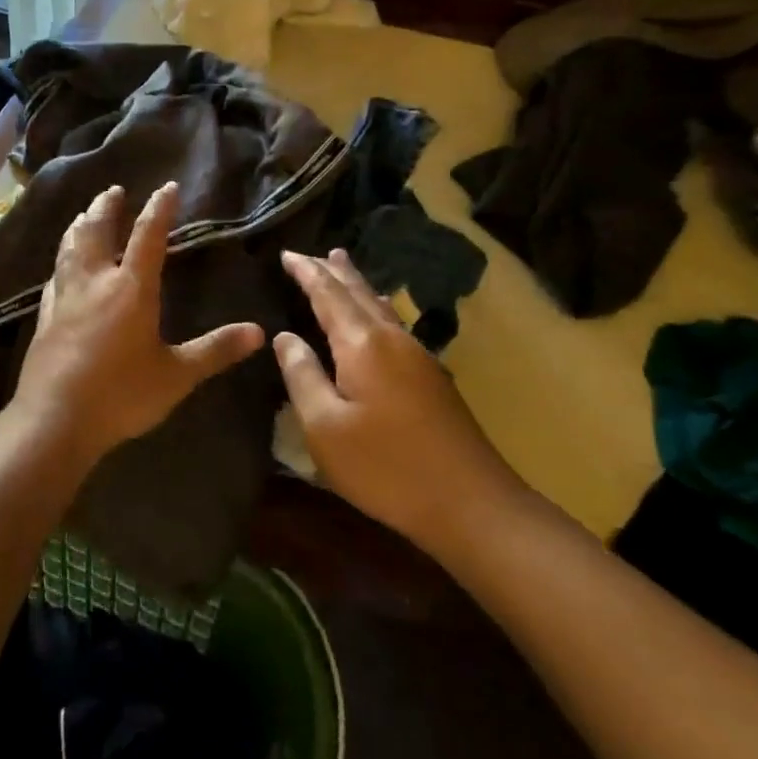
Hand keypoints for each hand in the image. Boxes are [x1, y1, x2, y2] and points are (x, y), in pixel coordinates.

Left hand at [12, 182, 264, 463]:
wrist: (55, 419)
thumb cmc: (120, 395)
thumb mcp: (176, 376)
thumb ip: (215, 351)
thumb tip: (259, 333)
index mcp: (131, 289)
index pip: (147, 237)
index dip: (158, 209)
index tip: (167, 187)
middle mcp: (95, 282)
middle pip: (98, 232)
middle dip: (107, 207)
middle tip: (113, 190)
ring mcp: (65, 297)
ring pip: (70, 248)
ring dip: (79, 225)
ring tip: (83, 214)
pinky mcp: (46, 317)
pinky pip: (54, 275)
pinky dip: (61, 259)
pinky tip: (60, 265)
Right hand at [275, 248, 529, 557]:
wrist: (472, 505)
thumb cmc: (386, 466)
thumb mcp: (324, 426)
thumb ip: (301, 375)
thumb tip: (285, 337)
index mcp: (362, 344)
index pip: (327, 294)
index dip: (305, 272)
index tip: (285, 253)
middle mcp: (393, 339)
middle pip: (359, 292)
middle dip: (332, 271)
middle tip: (311, 253)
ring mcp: (418, 357)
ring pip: (381, 306)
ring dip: (358, 285)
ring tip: (342, 267)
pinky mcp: (432, 379)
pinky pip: (394, 324)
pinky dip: (375, 308)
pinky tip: (378, 317)